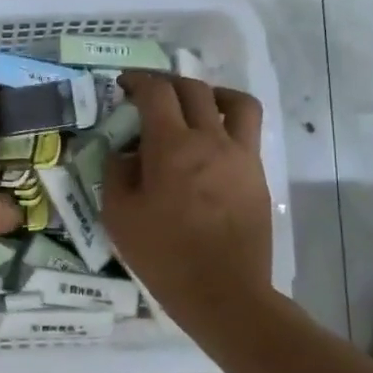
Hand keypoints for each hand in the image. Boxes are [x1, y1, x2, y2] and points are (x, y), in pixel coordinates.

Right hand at [103, 71, 275, 334]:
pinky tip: (210, 144)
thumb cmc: (163, 255)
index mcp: (171, 146)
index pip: (156, 92)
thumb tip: (124, 152)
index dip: (137, 80)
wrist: (223, 293)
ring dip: (209, 93)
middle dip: (166, 83)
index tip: (124, 85)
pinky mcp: (256, 174)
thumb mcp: (118, 216)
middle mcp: (210, 139)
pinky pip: (247, 131)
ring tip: (194, 106)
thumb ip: (116, 173)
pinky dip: (228, 122)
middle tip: (149, 94)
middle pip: (193, 89)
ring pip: (234, 101)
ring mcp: (239, 155)